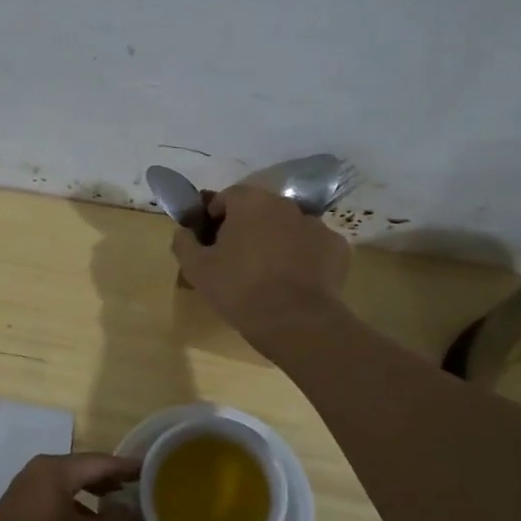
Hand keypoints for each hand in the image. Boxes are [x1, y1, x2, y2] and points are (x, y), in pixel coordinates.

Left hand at [0, 453, 139, 520]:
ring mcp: (23, 495)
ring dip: (97, 516)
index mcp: (55, 470)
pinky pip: (55, 510)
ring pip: (71, 497)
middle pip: (85, 476)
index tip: (153, 470)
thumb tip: (129, 508)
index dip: (129, 468)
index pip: (102, 461)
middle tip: (141, 500)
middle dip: (114, 492)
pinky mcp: (15, 517)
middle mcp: (38, 474)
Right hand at [172, 186, 350, 351]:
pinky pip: (312, 246)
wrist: (296, 322)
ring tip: (268, 275)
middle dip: (247, 228)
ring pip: (287, 227)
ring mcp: (316, 224)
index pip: (225, 198)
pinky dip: (303, 257)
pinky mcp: (337, 247)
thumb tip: (183, 231)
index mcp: (250, 202)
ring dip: (276, 241)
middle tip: (237, 260)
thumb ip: (184, 242)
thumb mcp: (197, 270)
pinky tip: (295, 282)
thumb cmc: (240, 290)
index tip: (211, 244)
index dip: (214, 219)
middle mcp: (285, 204)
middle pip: (259, 210)